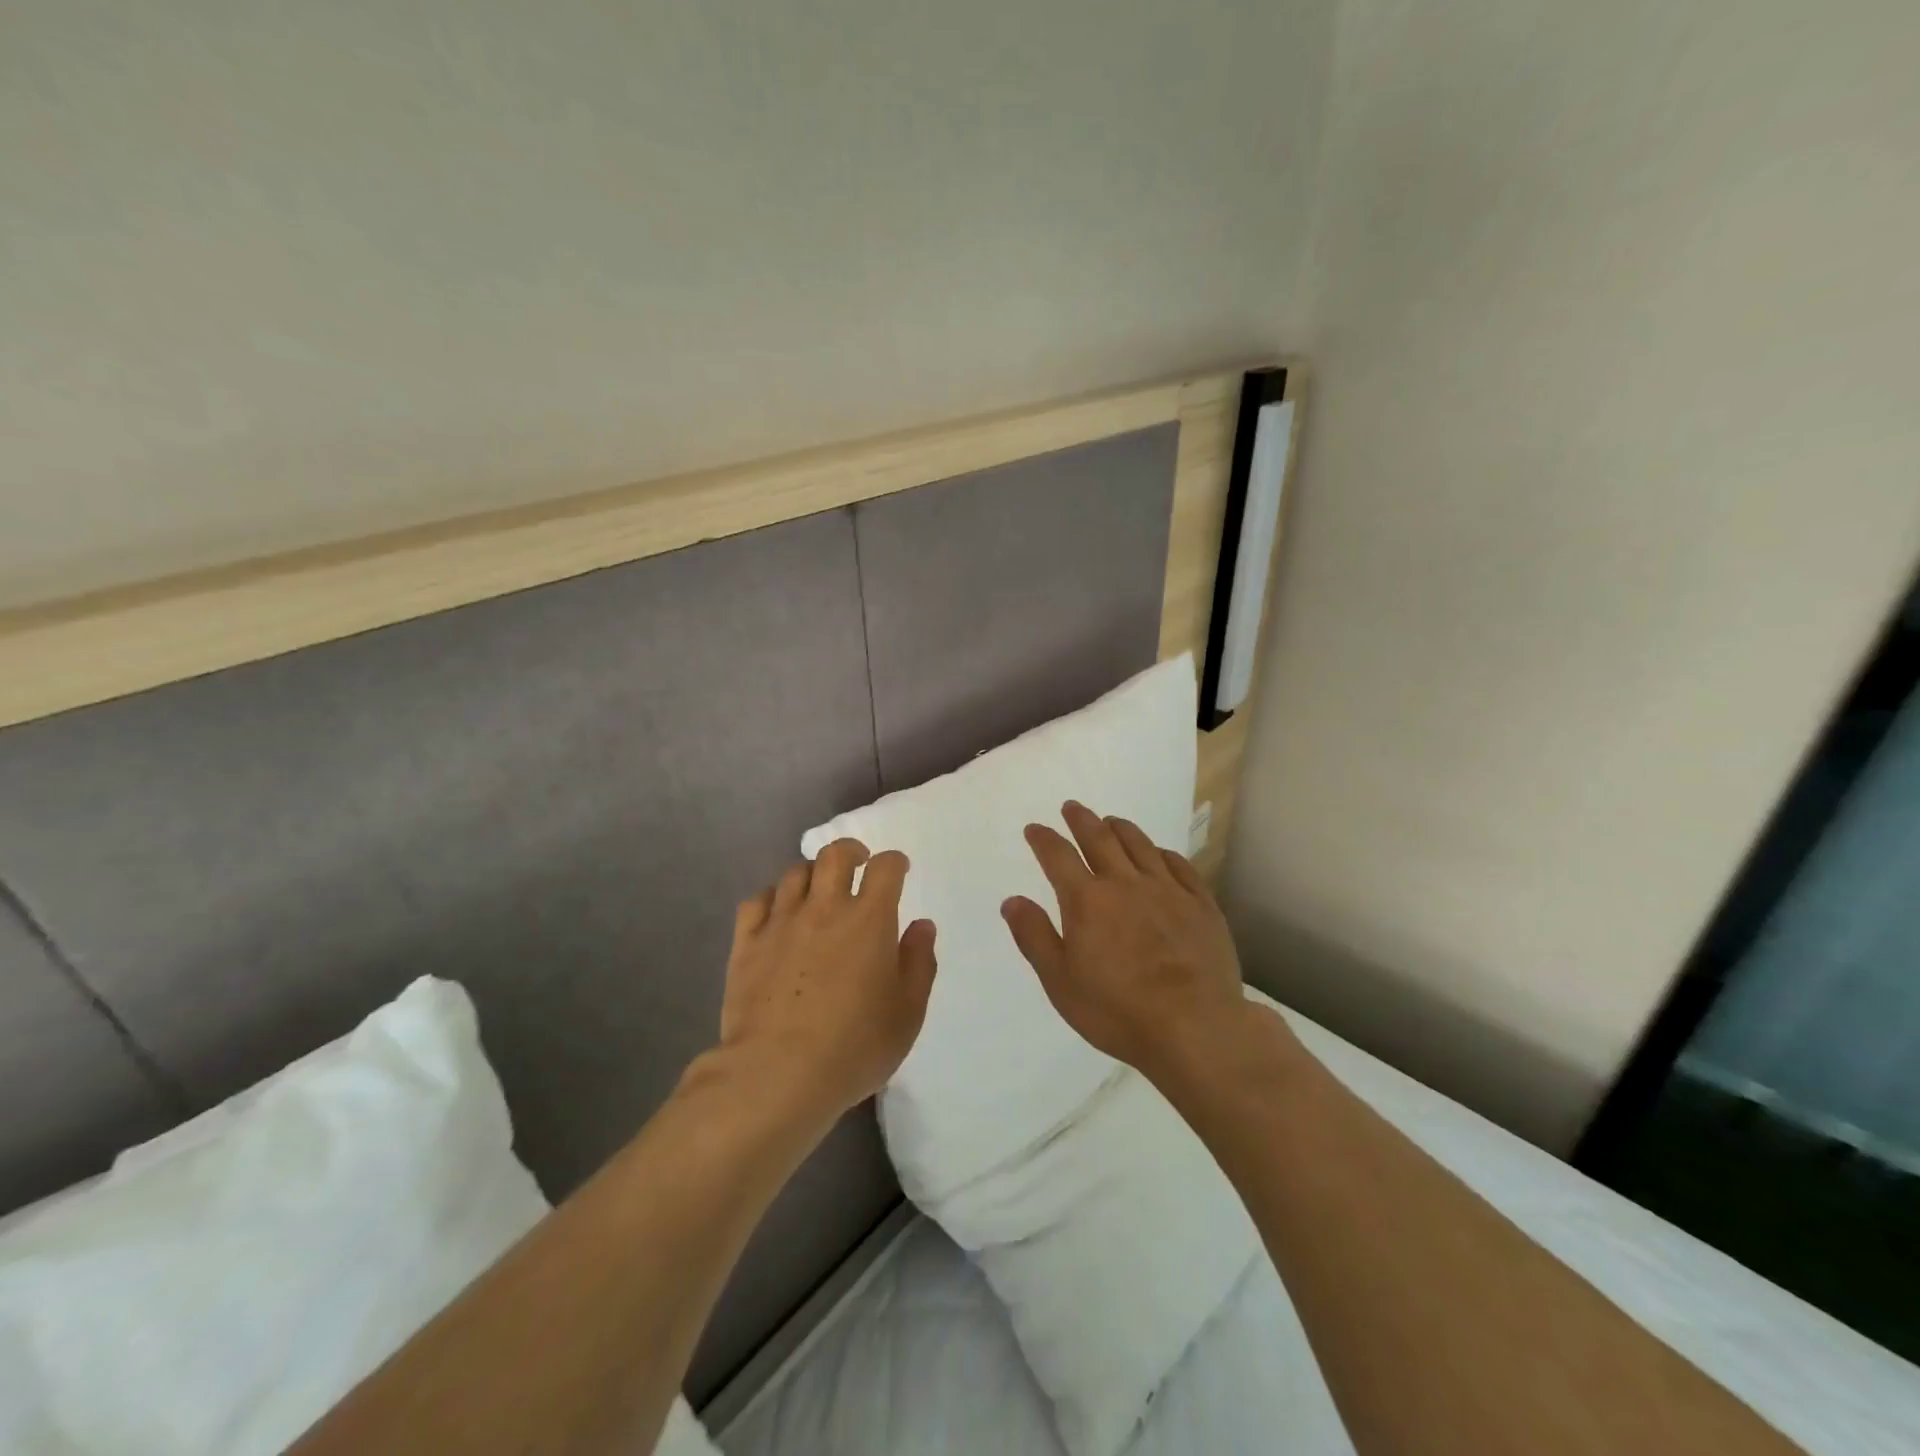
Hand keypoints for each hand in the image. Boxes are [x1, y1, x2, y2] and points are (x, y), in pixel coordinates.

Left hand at [717, 838, 937, 1121]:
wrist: (778, 1073)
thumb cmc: (855, 1045)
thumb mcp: (907, 1012)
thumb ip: (919, 963)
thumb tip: (922, 925)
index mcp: (869, 919)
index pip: (885, 868)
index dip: (894, 862)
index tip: (898, 870)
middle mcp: (825, 908)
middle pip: (835, 855)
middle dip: (851, 851)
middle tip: (857, 864)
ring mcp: (781, 923)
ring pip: (796, 874)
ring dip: (813, 875)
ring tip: (818, 891)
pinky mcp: (747, 943)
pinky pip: (757, 901)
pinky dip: (772, 898)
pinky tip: (778, 913)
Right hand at [1002, 800, 1247, 1080]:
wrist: (1195, 1027)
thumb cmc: (1117, 1011)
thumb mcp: (1060, 982)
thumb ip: (1034, 937)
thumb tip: (1012, 900)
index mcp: (1087, 901)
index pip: (1058, 857)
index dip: (1043, 839)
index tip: (1034, 829)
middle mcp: (1125, 883)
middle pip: (1100, 839)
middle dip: (1082, 820)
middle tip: (1072, 807)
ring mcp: (1167, 890)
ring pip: (1140, 845)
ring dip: (1121, 828)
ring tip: (1111, 821)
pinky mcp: (1200, 904)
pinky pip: (1179, 865)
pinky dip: (1161, 853)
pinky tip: (1158, 853)